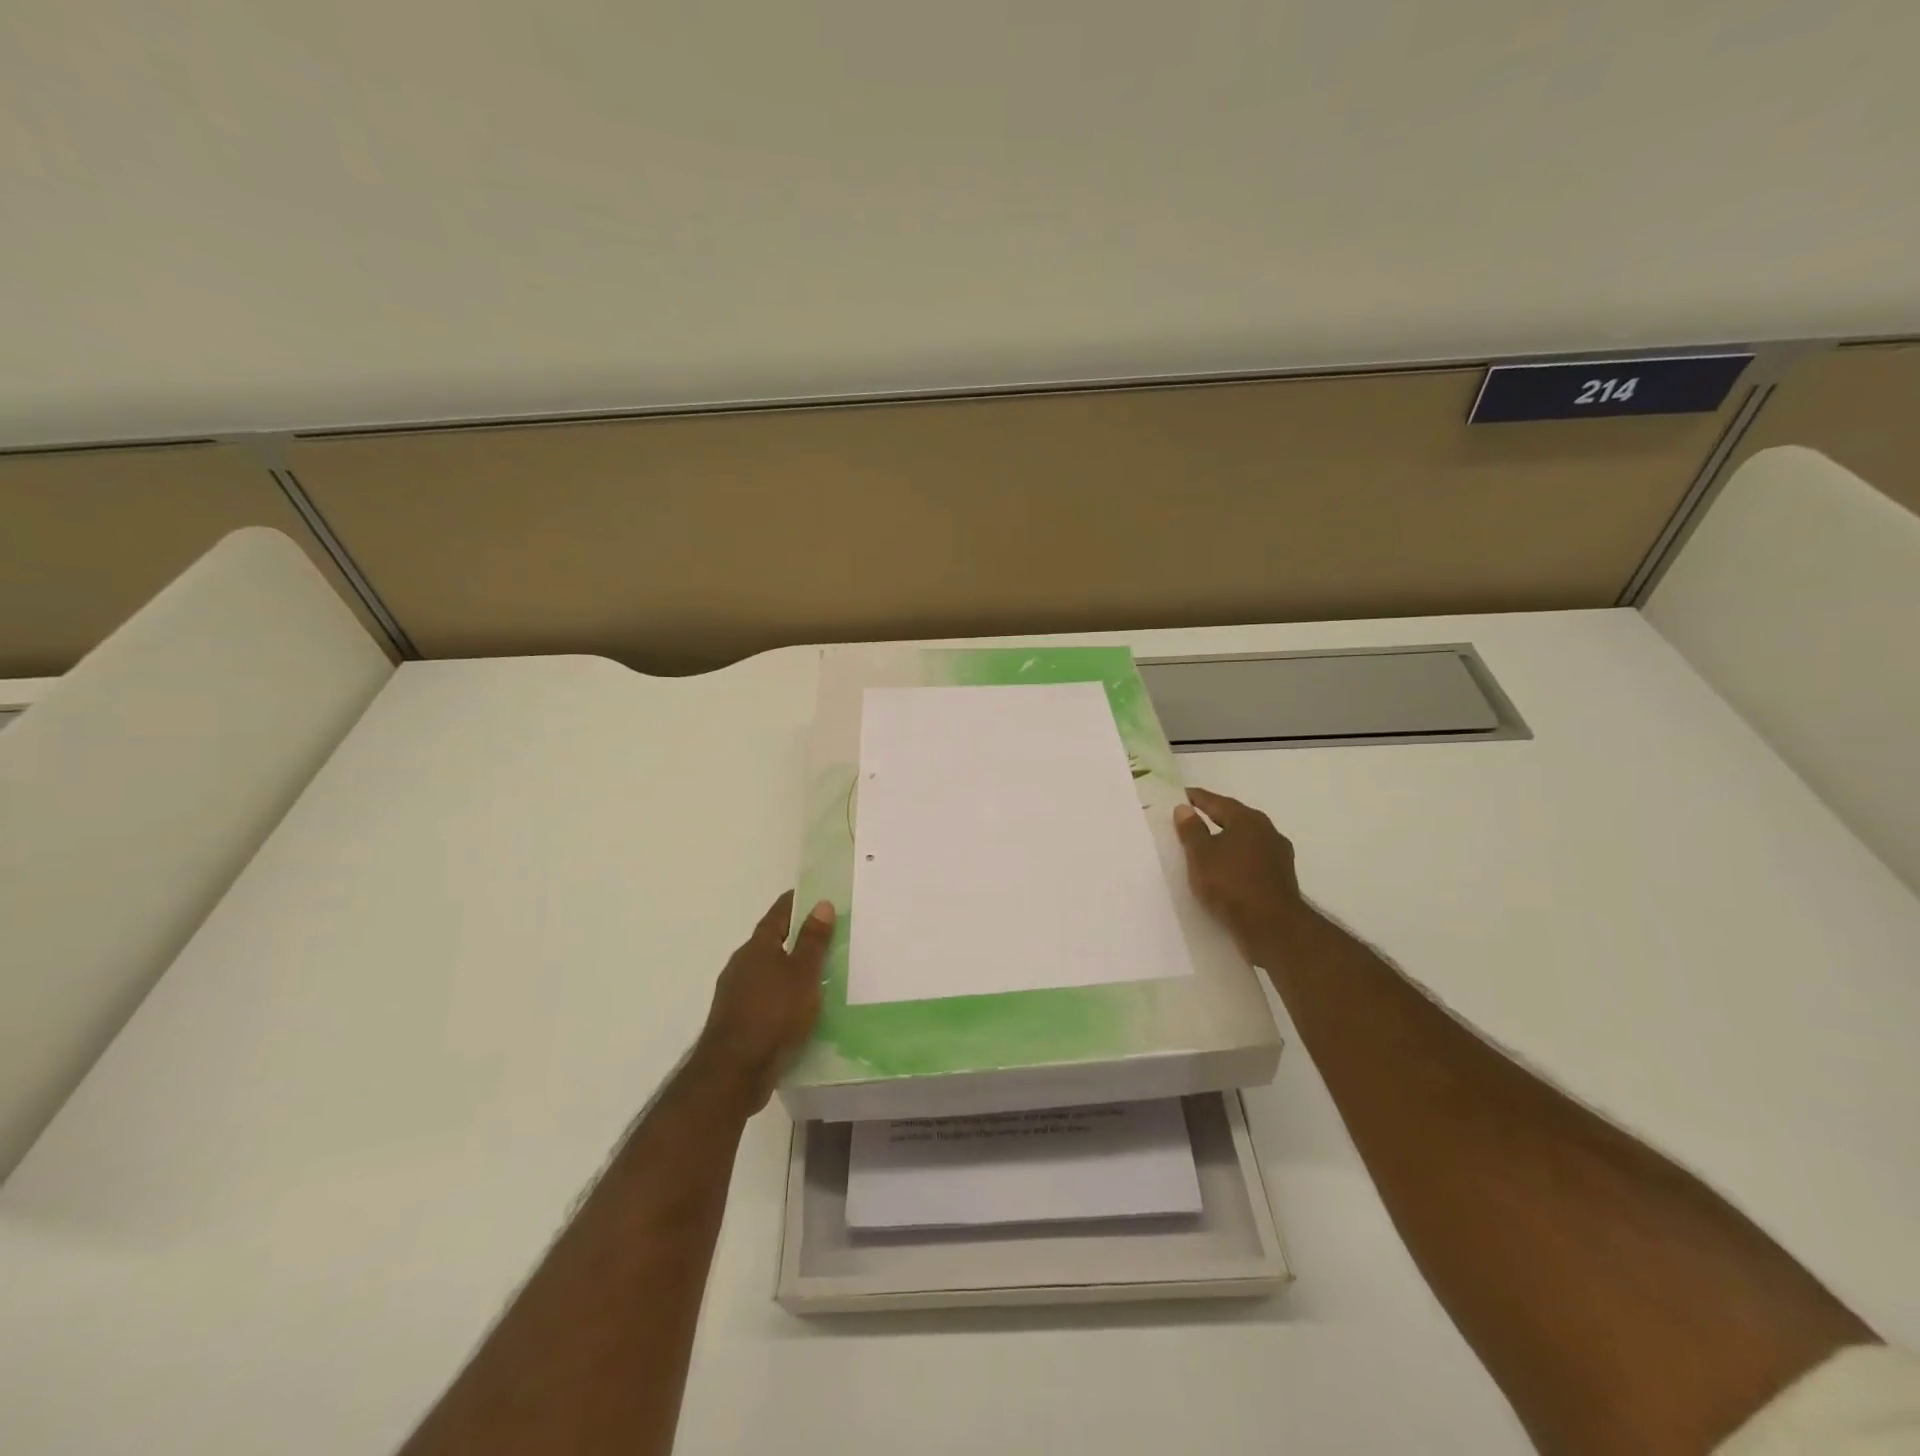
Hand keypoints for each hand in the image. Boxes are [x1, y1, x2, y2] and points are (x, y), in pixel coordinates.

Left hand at [693, 893, 834, 1111]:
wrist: (734, 1073)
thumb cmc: (773, 1014)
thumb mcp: (803, 974)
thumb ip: (813, 941)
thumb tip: (822, 904)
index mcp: (756, 948)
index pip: (777, 915)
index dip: (795, 903)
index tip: (813, 895)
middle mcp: (741, 966)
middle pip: (770, 943)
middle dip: (794, 938)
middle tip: (824, 935)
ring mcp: (735, 995)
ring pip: (767, 973)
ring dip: (788, 970)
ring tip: (817, 974)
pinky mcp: (737, 1022)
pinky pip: (765, 999)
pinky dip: (782, 997)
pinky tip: (799, 1009)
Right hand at [1173, 787, 1314, 961]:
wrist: (1272, 926)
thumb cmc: (1231, 884)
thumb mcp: (1201, 855)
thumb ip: (1191, 830)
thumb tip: (1183, 808)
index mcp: (1248, 820)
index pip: (1217, 802)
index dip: (1197, 798)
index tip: (1182, 795)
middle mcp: (1268, 831)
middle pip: (1235, 819)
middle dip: (1214, 817)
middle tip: (1192, 817)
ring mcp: (1278, 855)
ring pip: (1246, 840)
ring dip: (1227, 840)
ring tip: (1207, 845)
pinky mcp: (1281, 878)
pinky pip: (1252, 859)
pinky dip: (1237, 859)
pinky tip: (1226, 869)